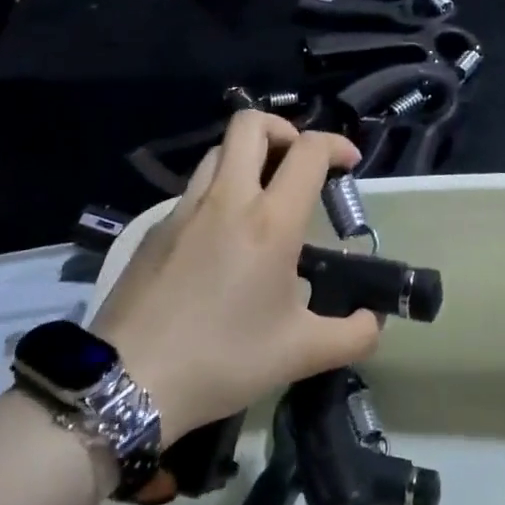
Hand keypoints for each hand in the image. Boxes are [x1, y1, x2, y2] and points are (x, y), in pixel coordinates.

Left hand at [92, 109, 379, 439]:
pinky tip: (222, 240)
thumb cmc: (223, 360)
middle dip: (283, 130)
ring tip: (263, 198)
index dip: (336, 144)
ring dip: (247, 157)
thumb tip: (374, 322)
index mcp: (269, 222)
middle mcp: (226, 199)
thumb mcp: (301, 354)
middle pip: (250, 124)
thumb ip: (353, 335)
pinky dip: (218, 192)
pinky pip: (193, 190)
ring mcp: (184, 209)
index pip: (307, 151)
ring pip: (218, 152)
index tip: (349, 163)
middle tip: (298, 165)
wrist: (130, 380)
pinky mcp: (155, 228)